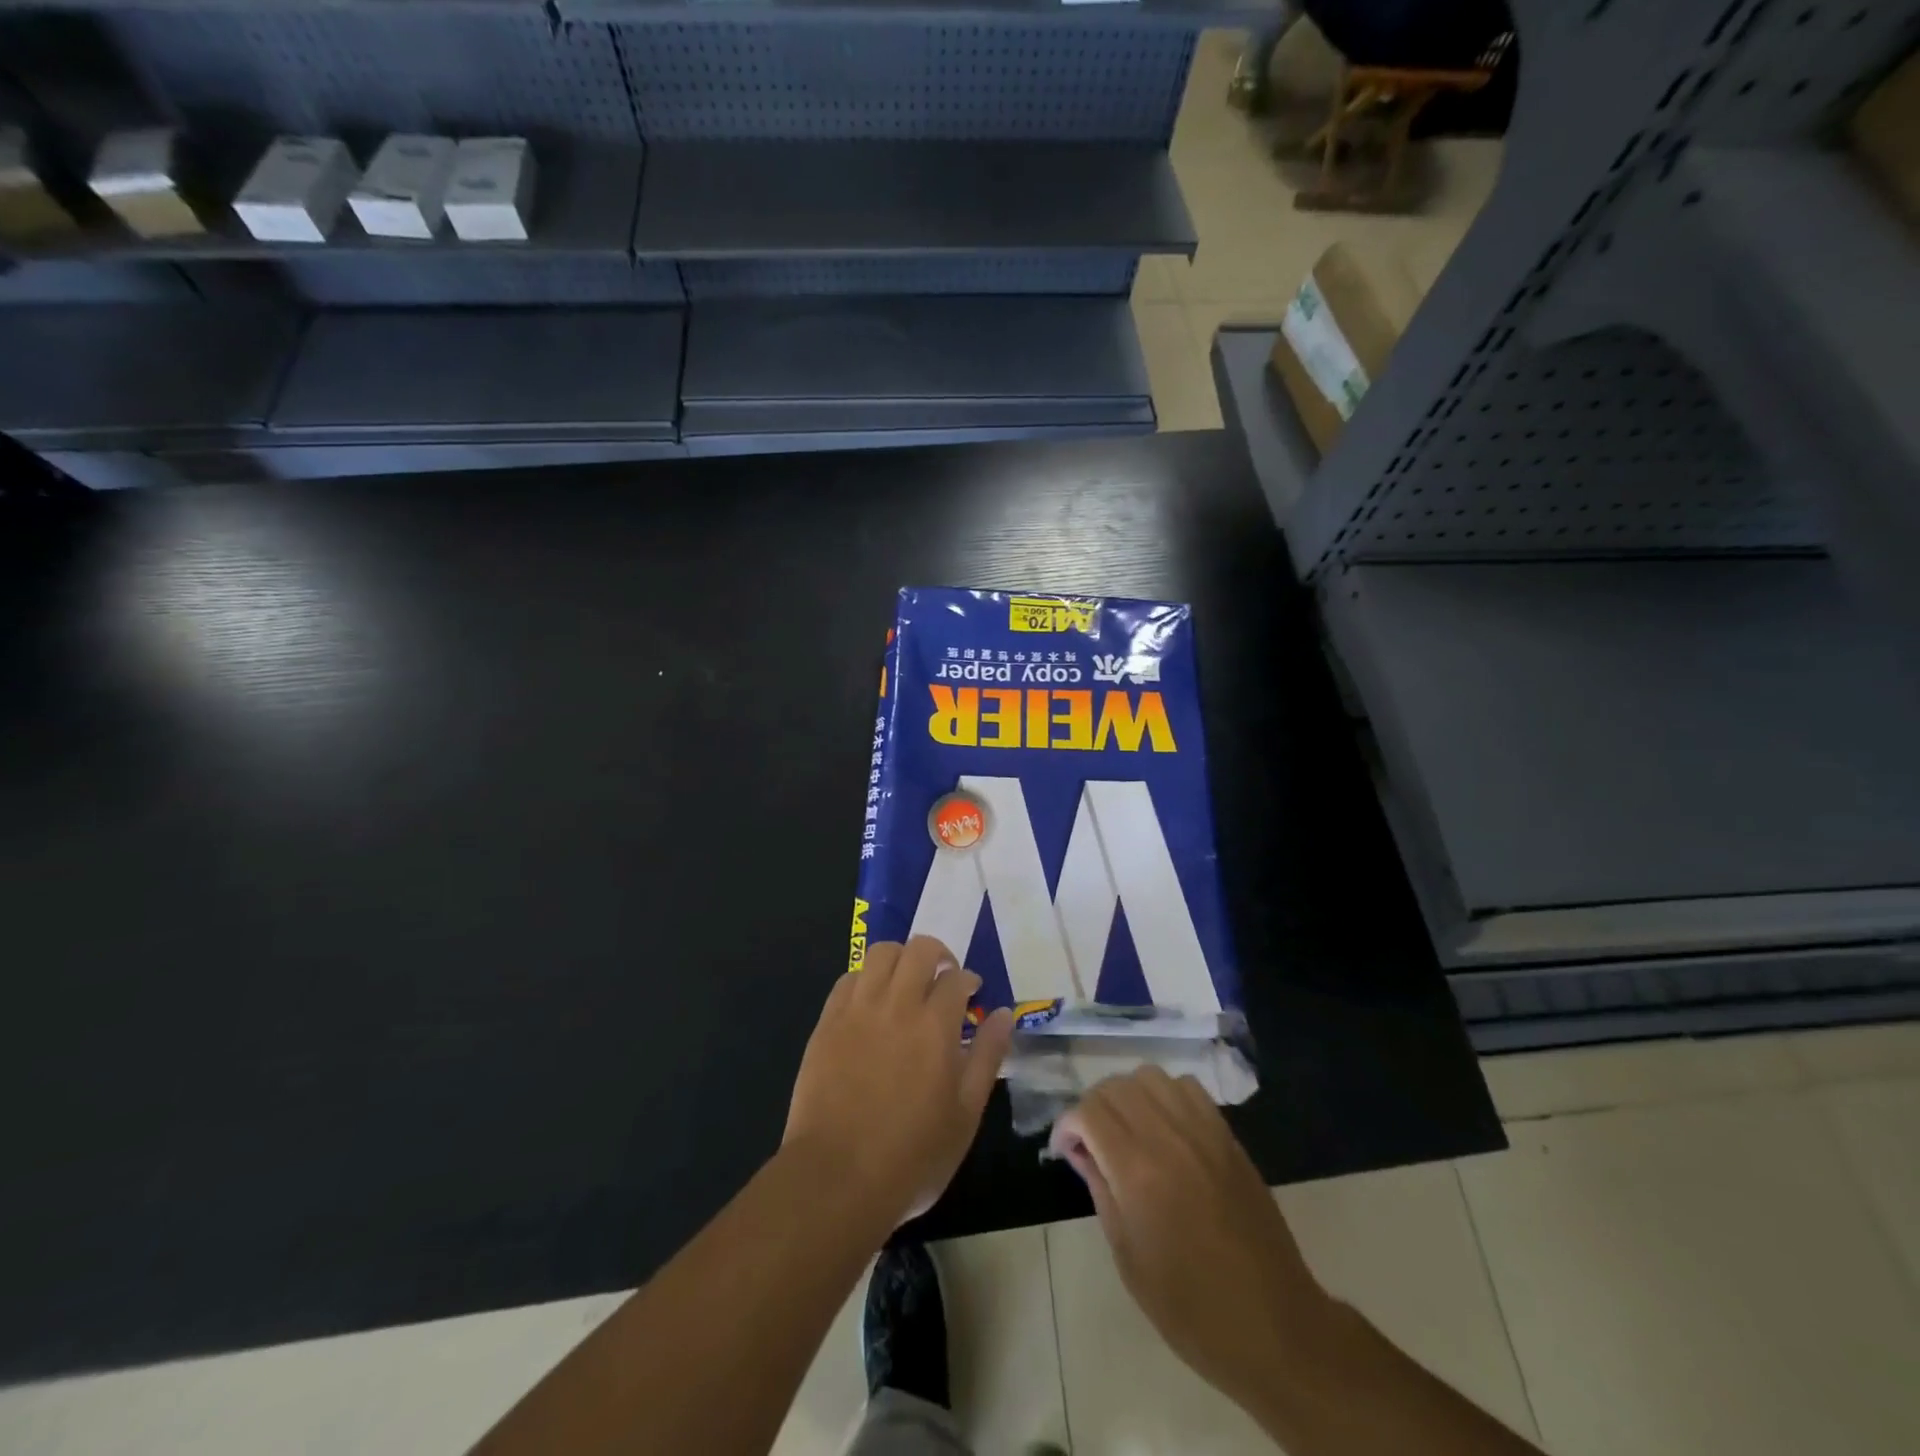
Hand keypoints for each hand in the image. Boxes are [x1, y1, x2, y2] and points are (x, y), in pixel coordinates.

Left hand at [785, 937, 1015, 1226]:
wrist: (836, 1178)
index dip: (968, 980)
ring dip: (900, 958)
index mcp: (936, 1025)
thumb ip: (987, 1056)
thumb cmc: (912, 1155)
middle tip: (942, 979)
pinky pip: (848, 979)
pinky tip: (872, 1003)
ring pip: (880, 953)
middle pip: (919, 949)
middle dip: (938, 955)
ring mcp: (857, 1010)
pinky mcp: (827, 1023)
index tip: (972, 995)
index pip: (957, 977)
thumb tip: (1003, 1014)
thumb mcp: (966, 1114)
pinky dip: (866, 979)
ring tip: (906, 983)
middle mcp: (897, 1004)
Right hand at [1049, 1067, 1332, 1407]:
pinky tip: (1164, 1127)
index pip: (1089, 1111)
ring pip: (1150, 1076)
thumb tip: (1081, 1151)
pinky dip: (1166, 1095)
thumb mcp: (1128, 1258)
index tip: (1065, 1150)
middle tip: (1090, 1142)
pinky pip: (1187, 1088)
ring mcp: (1203, 1131)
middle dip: (1093, 1107)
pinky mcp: (1227, 1136)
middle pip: (1116, 1086)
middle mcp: (1169, 1137)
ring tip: (1127, 1129)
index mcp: (1138, 1171)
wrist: (1274, 1326)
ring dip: (1128, 1095)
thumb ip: (1100, 1190)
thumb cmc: (1191, 1308)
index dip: (1067, 1125)